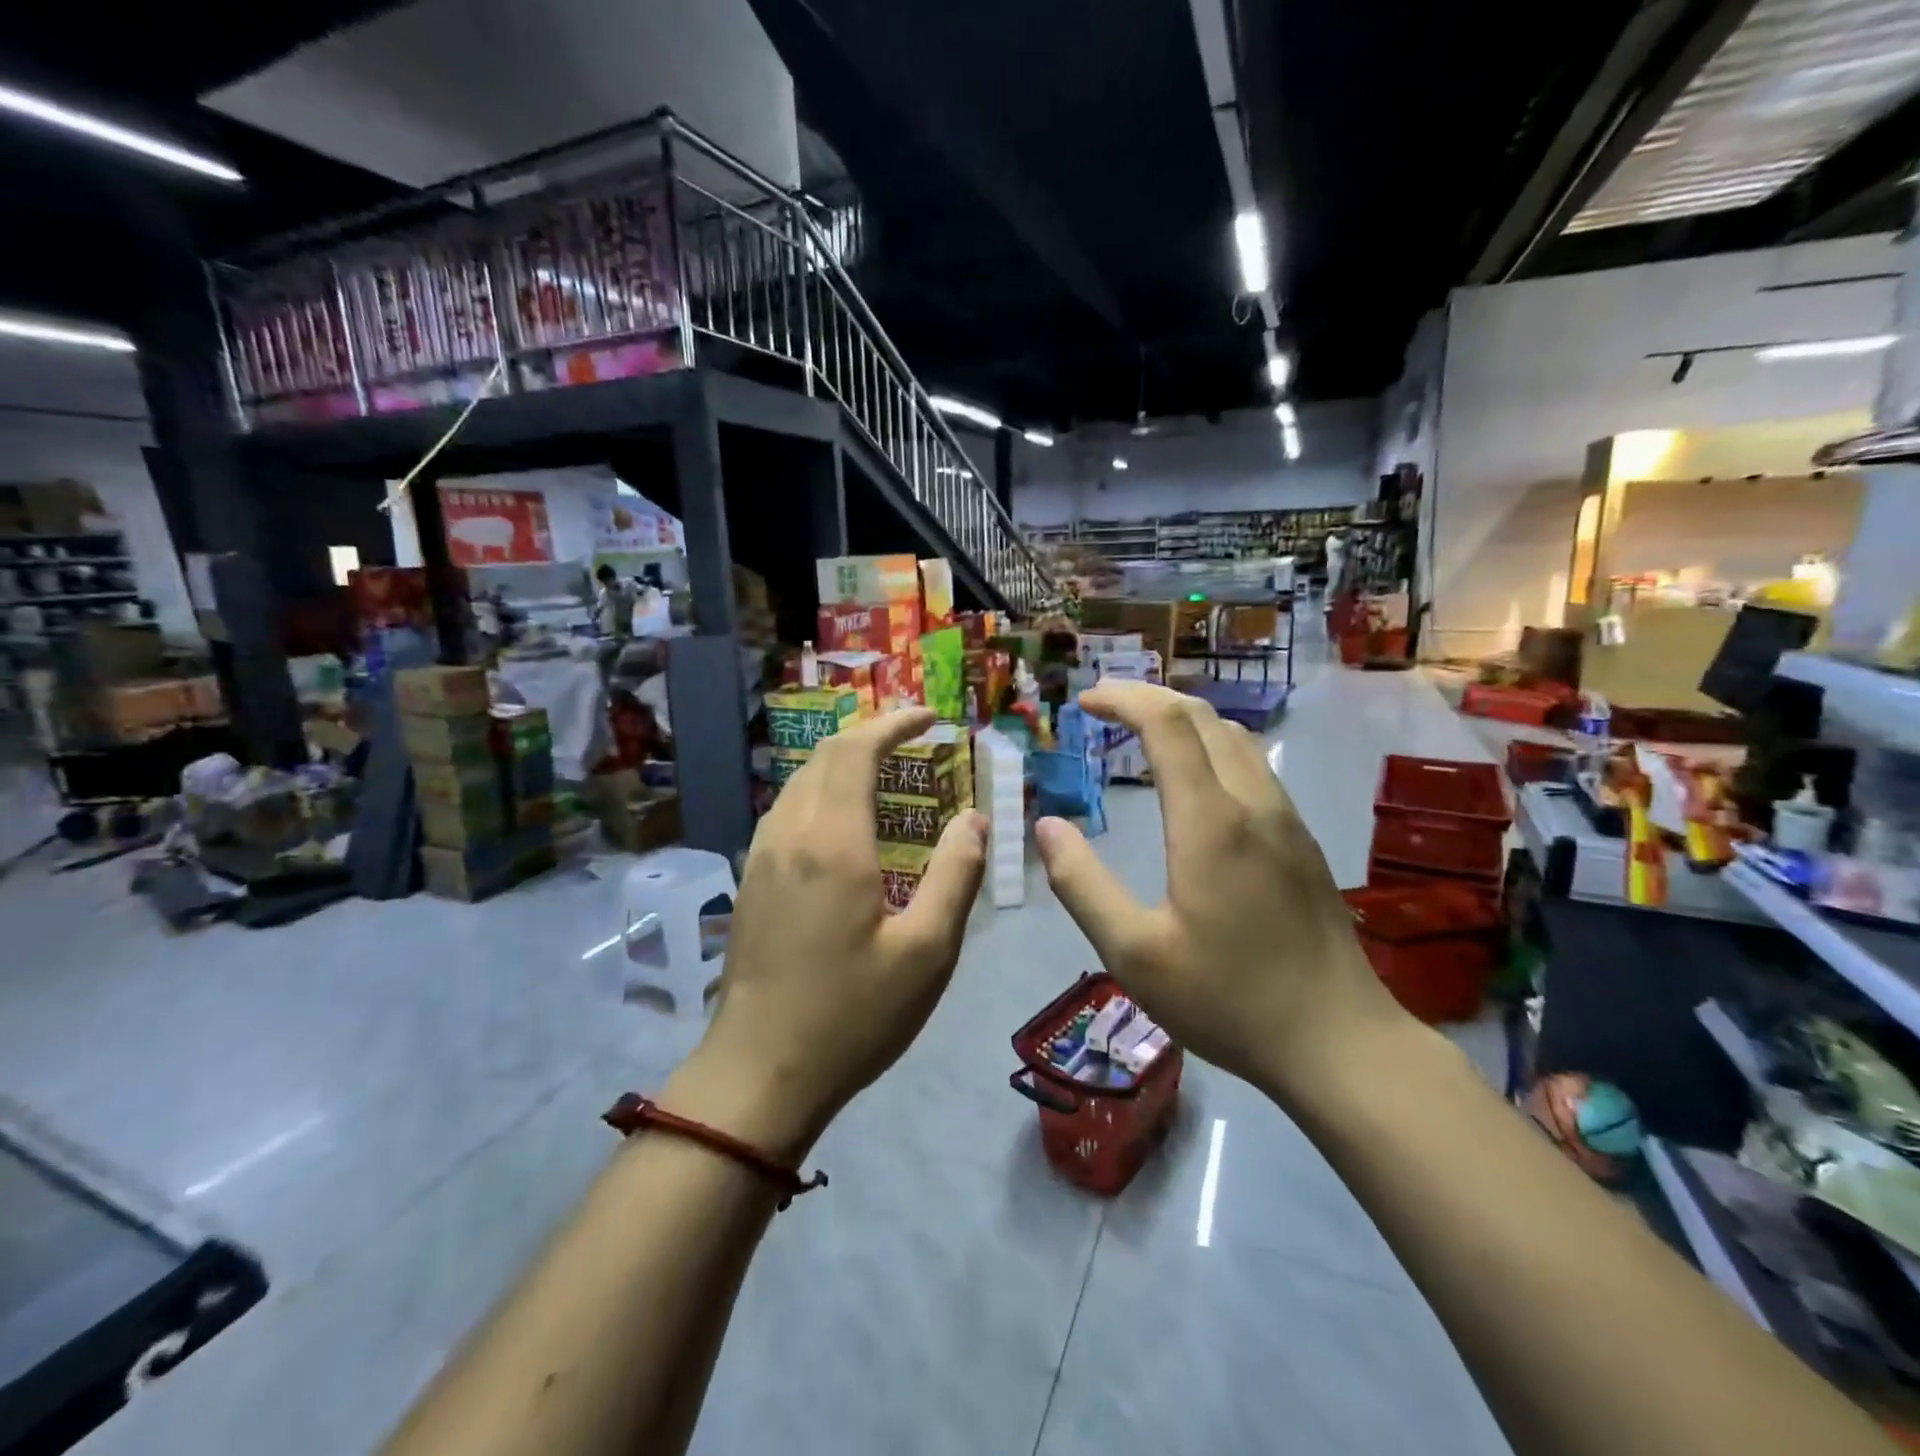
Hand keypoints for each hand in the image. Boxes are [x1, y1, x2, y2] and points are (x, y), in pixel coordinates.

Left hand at [670, 709, 986, 1157]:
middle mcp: (789, 834)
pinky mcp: (751, 882)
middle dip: (870, 735)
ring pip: (801, 782)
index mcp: (832, 842)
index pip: (856, 750)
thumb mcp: (927, 951)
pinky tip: (847, 824)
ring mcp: (761, 857)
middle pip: (824, 756)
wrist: (757, 1075)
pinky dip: (823, 792)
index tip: (930, 717)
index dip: (894, 723)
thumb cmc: (852, 1015)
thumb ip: (957, 875)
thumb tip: (976, 820)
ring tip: (887, 774)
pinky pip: (788, 811)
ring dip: (843, 763)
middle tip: (915, 740)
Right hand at [1035, 682, 1402, 1099]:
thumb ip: (1081, 885)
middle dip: (1150, 698)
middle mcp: (1253, 803)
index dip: (1123, 699)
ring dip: (1185, 720)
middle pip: (1203, 717)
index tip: (1085, 700)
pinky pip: (1254, 766)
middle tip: (1105, 706)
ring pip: (1235, 738)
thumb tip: (1047, 827)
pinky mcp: (1302, 841)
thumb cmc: (1227, 999)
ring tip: (1144, 733)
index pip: (1167, 724)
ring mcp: (1286, 819)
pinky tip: (1196, 780)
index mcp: (1209, 821)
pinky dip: (1212, 746)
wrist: (1338, 1042)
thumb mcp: (1133, 953)